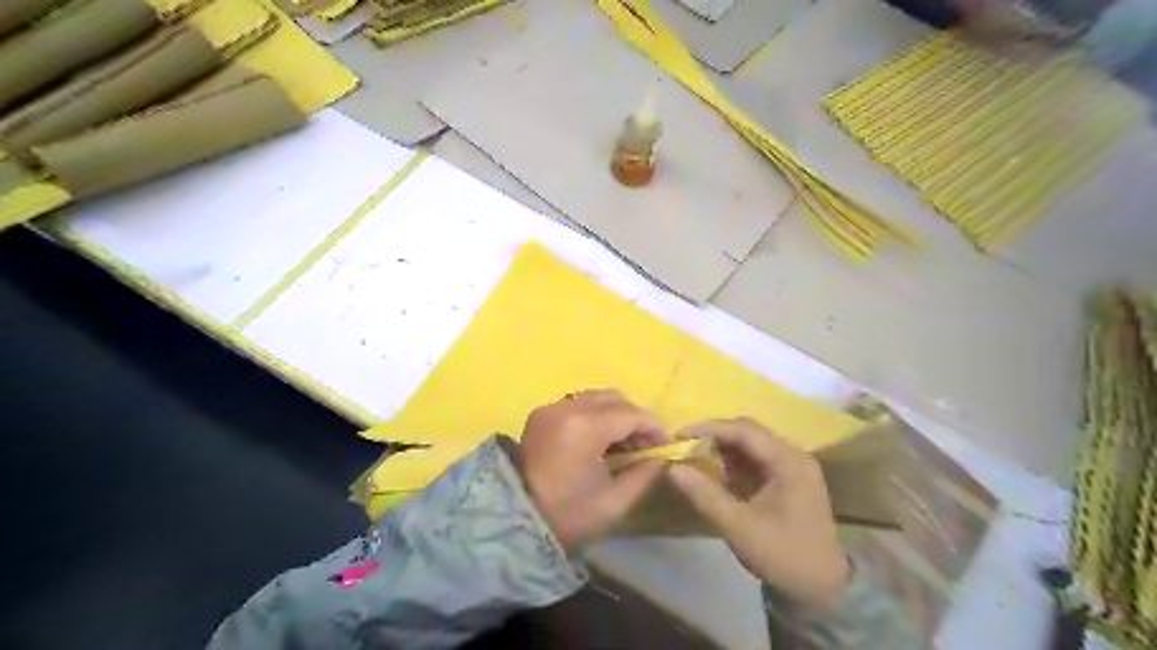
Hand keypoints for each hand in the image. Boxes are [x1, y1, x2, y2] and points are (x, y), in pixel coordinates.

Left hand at [517, 390, 668, 553]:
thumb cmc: (567, 517)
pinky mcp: (540, 415)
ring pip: (595, 398)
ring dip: (616, 415)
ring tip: (625, 444)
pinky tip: (601, 440)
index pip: (631, 414)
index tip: (666, 447)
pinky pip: (577, 404)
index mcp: (584, 427)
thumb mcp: (614, 502)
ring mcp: (550, 408)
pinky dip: (595, 415)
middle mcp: (566, 407)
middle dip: (635, 419)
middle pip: (614, 399)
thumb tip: (662, 458)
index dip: (654, 428)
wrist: (513, 523)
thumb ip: (644, 474)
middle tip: (646, 446)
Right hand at [669, 418, 847, 612]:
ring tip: (694, 456)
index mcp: (789, 462)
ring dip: (723, 447)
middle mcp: (793, 455)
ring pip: (751, 443)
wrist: (822, 588)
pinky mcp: (788, 477)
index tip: (679, 435)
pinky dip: (733, 460)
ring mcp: (793, 466)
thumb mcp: (739, 528)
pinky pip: (756, 457)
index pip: (744, 431)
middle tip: (684, 445)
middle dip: (714, 436)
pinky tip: (715, 472)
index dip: (710, 429)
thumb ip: (705, 495)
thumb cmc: (783, 556)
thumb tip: (672, 468)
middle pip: (749, 432)